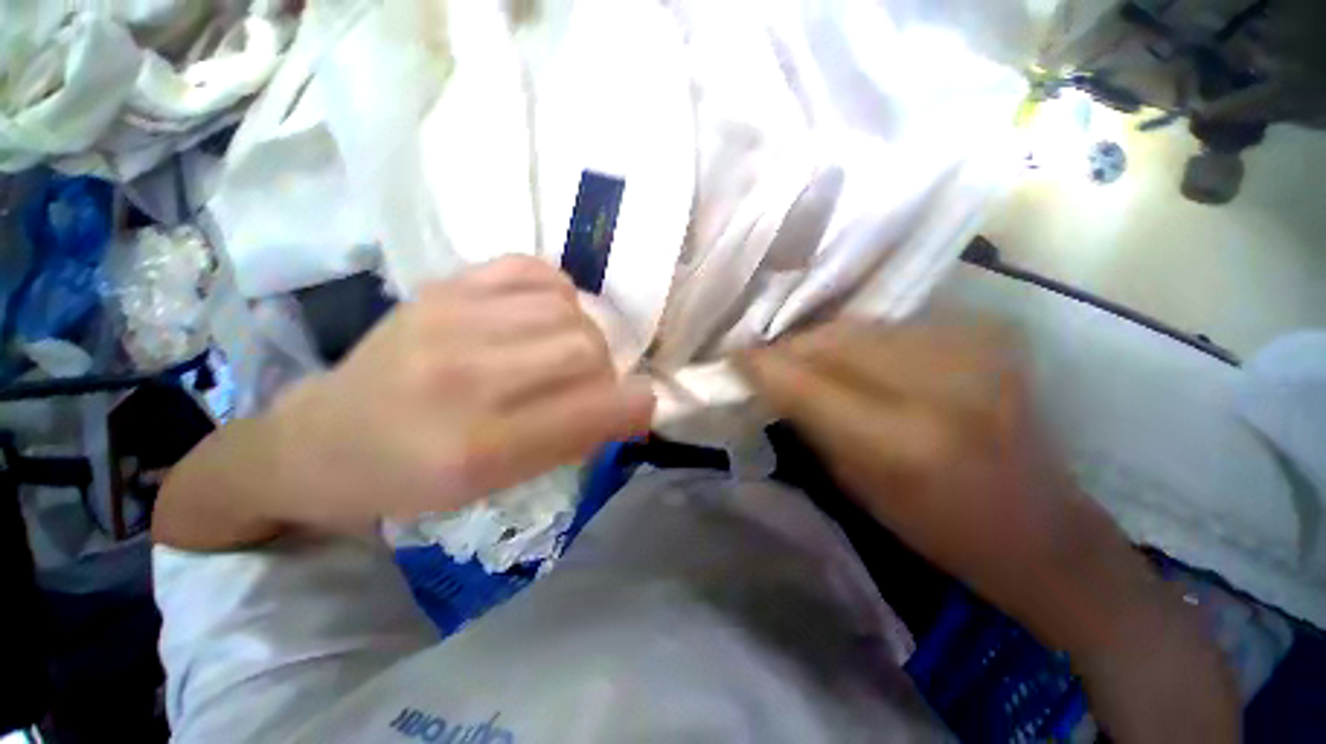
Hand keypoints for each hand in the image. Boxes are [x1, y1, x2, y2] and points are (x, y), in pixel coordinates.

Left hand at [156, 257, 654, 546]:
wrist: (324, 438)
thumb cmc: (414, 478)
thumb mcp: (498, 484)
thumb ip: (572, 440)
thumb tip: (630, 405)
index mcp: (479, 447)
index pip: (593, 408)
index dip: (634, 404)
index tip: (640, 405)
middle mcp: (466, 378)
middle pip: (586, 347)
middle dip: (605, 369)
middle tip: (587, 385)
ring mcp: (450, 320)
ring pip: (567, 308)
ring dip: (582, 333)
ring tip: (560, 351)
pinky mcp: (442, 287)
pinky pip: (532, 269)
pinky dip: (555, 293)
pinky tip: (541, 315)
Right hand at [737, 320, 1087, 621]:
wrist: (1040, 528)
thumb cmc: (937, 528)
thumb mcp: (854, 485)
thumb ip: (809, 421)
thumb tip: (769, 378)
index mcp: (902, 441)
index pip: (806, 380)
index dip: (762, 364)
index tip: (733, 357)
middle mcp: (939, 384)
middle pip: (832, 339)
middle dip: (790, 347)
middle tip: (766, 356)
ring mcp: (971, 350)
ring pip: (860, 325)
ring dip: (822, 340)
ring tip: (806, 356)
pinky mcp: (985, 335)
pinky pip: (893, 325)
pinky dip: (862, 339)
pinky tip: (856, 356)